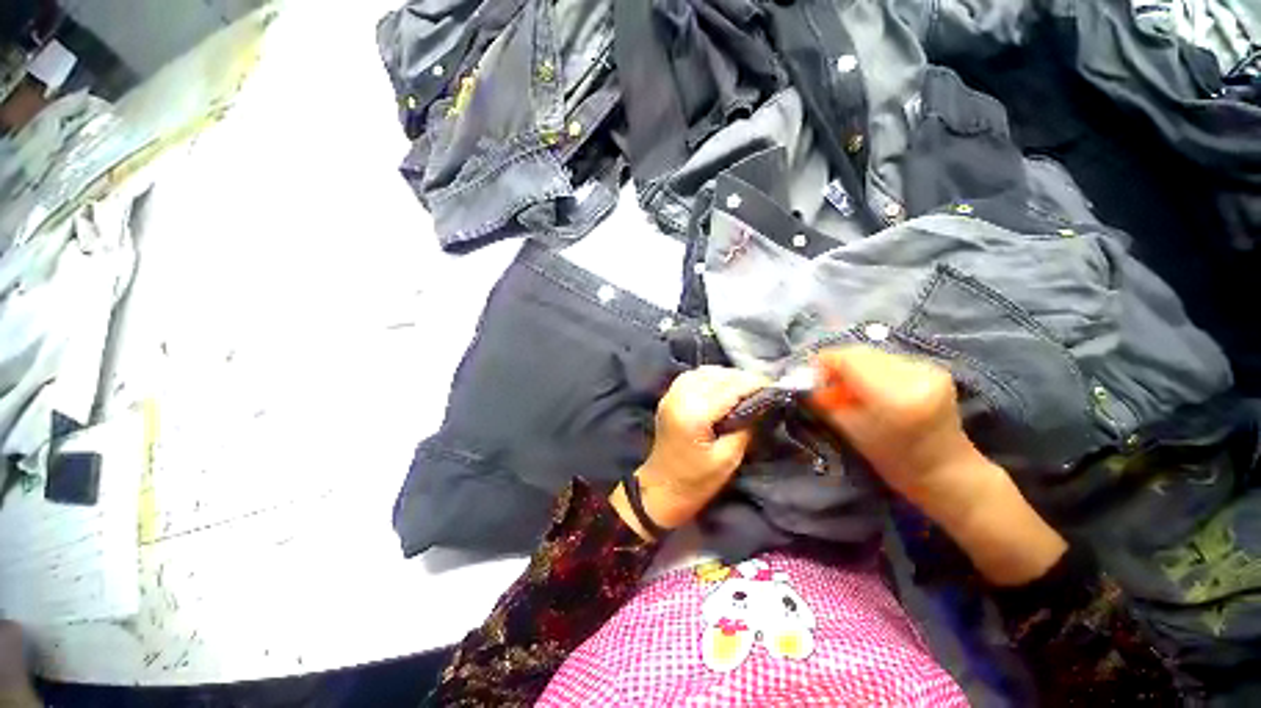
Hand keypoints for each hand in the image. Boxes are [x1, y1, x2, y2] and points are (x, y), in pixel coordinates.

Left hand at [611, 366, 767, 539]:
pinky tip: (722, 387)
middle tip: (764, 389)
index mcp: (694, 413)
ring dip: (727, 376)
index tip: (776, 387)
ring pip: (705, 371)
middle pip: (718, 375)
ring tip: (746, 388)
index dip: (755, 384)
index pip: (730, 387)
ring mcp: (671, 394)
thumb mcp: (728, 459)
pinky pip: (693, 376)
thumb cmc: (695, 481)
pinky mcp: (669, 396)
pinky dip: (711, 377)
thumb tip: (763, 404)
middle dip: (743, 378)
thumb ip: (746, 427)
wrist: (660, 489)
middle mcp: (681, 396)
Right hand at [810, 345, 979, 506]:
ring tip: (845, 386)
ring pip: (873, 354)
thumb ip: (825, 401)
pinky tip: (868, 386)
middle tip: (822, 381)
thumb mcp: (850, 430)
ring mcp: (928, 369)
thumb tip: (803, 380)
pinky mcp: (933, 368)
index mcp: (894, 397)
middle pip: (861, 352)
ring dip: (853, 366)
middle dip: (836, 363)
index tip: (807, 373)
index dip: (823, 361)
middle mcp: (915, 375)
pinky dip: (870, 369)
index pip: (849, 359)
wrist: (947, 471)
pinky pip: (888, 359)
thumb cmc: (894, 461)